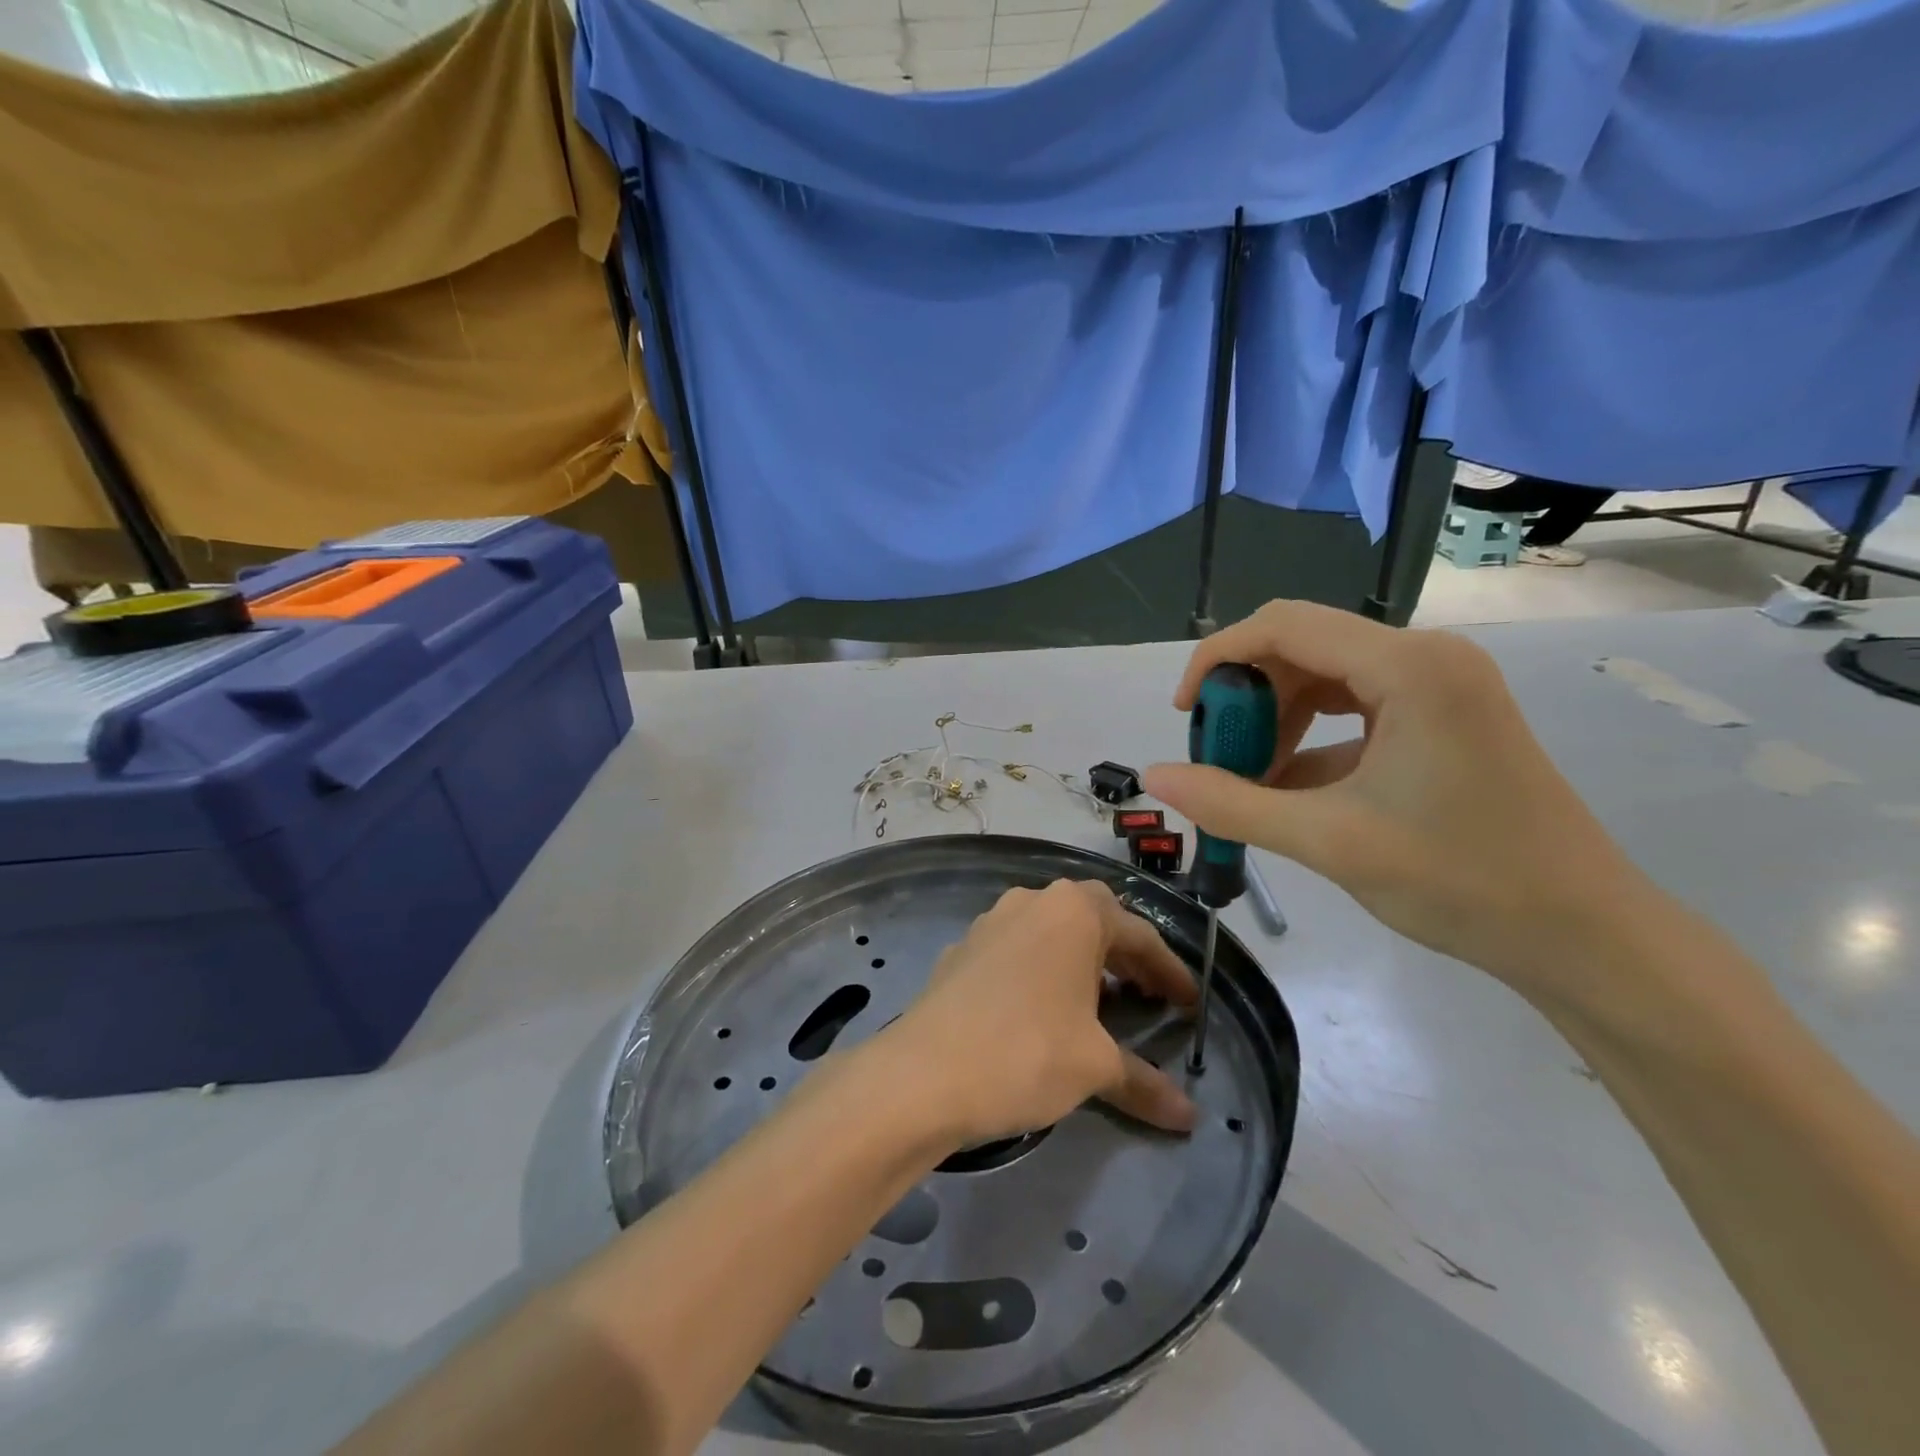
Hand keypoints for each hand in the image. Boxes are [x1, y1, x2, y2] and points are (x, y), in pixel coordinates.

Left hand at [883, 881, 1197, 1148]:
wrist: (923, 1072)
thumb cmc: (1025, 1052)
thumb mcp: (1094, 1066)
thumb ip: (1144, 1082)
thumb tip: (1189, 1117)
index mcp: (1073, 912)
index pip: (1138, 935)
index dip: (1170, 972)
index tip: (1190, 1005)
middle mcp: (1032, 901)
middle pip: (1094, 919)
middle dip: (1125, 955)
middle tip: (1147, 995)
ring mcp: (991, 921)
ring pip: (1051, 930)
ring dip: (1081, 959)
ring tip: (1098, 1002)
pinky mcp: (963, 948)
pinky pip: (1017, 948)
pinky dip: (1042, 970)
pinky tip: (1042, 1008)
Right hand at [1142, 601, 1651, 1000]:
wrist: (1583, 934)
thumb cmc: (1460, 882)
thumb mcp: (1327, 841)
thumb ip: (1230, 803)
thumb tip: (1155, 776)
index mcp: (1409, 667)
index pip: (1283, 626)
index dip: (1218, 659)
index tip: (1185, 713)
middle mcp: (1427, 656)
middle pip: (1303, 646)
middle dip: (1248, 697)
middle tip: (1219, 757)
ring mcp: (1440, 684)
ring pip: (1325, 676)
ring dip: (1277, 719)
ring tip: (1254, 779)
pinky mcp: (1444, 714)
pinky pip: (1355, 706)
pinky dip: (1312, 738)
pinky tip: (1293, 789)